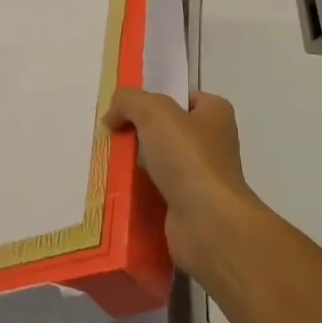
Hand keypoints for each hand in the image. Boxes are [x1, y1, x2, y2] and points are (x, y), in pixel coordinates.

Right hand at [103, 89, 263, 285]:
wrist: (208, 224)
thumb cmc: (188, 158)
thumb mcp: (154, 112)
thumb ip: (129, 101)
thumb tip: (112, 114)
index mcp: (216, 114)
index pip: (182, 98)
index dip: (154, 99)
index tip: (124, 109)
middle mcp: (213, 143)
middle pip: (167, 131)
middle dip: (139, 134)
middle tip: (110, 137)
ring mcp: (202, 177)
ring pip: (160, 163)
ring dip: (135, 165)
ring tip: (105, 163)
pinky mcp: (189, 207)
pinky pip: (157, 192)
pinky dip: (138, 193)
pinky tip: (115, 191)